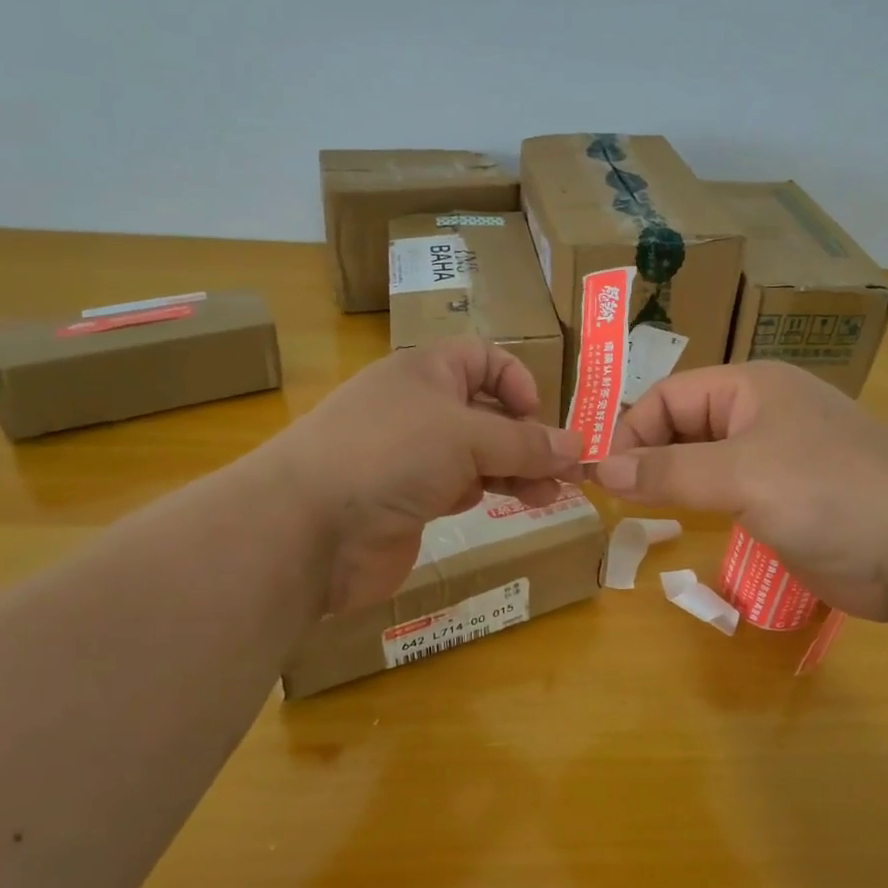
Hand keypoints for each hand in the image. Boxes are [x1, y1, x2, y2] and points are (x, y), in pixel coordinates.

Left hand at [266, 339, 583, 611]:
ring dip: (518, 469)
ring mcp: (413, 456)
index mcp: (427, 372)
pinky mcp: (411, 500)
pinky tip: (514, 505)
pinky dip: (489, 492)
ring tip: (551, 495)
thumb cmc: (390, 455)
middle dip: (529, 436)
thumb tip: (577, 448)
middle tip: (567, 470)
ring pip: (479, 454)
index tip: (539, 418)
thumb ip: (524, 443)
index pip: (483, 359)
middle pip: (488, 411)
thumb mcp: (466, 436)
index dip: (517, 381)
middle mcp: (421, 408)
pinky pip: (462, 487)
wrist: (309, 528)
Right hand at [594, 362, 887, 618]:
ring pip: (706, 459)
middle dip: (649, 455)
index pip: (670, 395)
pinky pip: (730, 489)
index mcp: (753, 386)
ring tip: (637, 511)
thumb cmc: (830, 495)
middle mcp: (763, 412)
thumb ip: (669, 472)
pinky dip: (701, 501)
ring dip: (672, 480)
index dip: (633, 431)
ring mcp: (780, 454)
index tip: (605, 477)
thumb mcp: (742, 476)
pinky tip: (684, 524)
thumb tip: (604, 470)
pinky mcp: (791, 495)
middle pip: (686, 424)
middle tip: (615, 497)